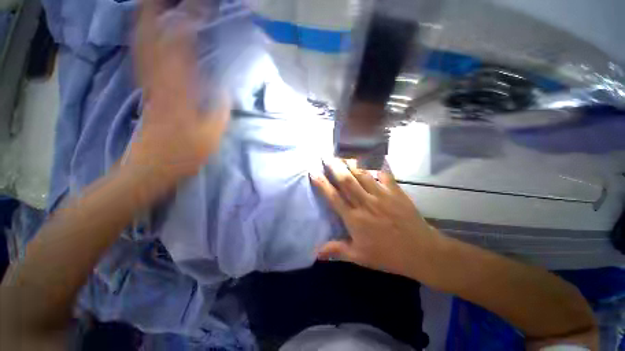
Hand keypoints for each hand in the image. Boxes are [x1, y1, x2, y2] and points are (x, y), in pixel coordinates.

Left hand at [126, 0, 229, 189]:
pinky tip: (152, 28)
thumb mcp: (213, 132)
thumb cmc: (186, 151)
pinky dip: (145, 35)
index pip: (181, 43)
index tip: (204, 9)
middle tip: (179, 2)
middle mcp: (159, 77)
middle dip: (161, 10)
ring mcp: (148, 80)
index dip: (191, 20)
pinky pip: (141, 54)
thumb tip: (226, 87)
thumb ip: (221, 107)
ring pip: (143, 39)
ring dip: (151, 17)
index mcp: (179, 88)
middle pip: (153, 33)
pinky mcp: (144, 86)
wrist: (155, 163)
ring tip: (165, 7)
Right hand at [310, 159, 442, 279]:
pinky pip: (385, 174)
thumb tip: (315, 252)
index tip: (314, 173)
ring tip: (343, 156)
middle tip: (326, 157)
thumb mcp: (359, 257)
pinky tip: (372, 159)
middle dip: (335, 167)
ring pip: (362, 175)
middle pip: (346, 181)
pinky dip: (378, 165)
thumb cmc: (387, 255)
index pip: (334, 198)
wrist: (420, 251)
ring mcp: (381, 195)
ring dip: (351, 164)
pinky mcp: (395, 191)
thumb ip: (337, 251)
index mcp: (354, 218)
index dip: (322, 185)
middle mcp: (365, 203)